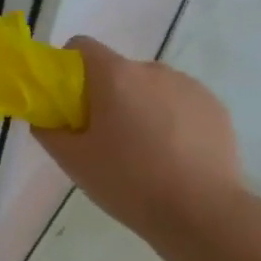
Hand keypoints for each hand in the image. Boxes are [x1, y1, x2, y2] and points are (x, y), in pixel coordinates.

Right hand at [34, 36, 242, 239]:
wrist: (204, 215)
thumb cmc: (129, 182)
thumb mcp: (73, 161)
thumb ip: (48, 130)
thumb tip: (45, 118)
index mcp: (115, 75)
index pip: (81, 46)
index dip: (68, 67)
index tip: (68, 101)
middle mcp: (152, 70)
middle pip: (117, 70)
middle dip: (106, 94)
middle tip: (104, 136)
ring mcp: (189, 86)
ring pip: (150, 87)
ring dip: (140, 105)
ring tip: (144, 150)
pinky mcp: (215, 107)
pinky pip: (179, 102)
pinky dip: (170, 118)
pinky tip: (174, 155)